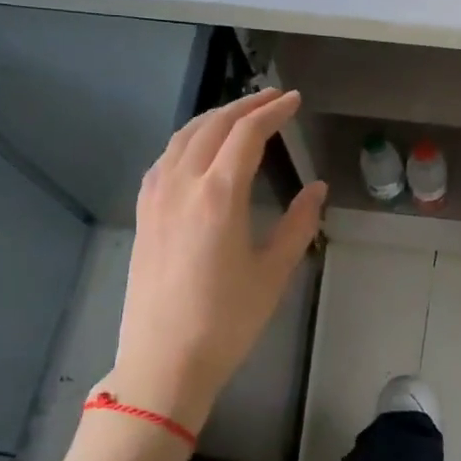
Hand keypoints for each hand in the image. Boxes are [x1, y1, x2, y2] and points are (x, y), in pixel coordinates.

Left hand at [103, 89, 327, 433]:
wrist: (164, 362)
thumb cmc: (227, 320)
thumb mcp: (274, 272)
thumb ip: (299, 223)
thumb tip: (317, 188)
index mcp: (219, 195)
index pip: (247, 134)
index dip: (273, 111)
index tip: (294, 100)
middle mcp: (183, 185)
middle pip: (212, 126)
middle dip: (245, 106)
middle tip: (273, 98)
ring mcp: (157, 198)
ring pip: (182, 138)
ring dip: (213, 118)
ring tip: (239, 115)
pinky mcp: (143, 215)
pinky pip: (164, 160)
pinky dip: (186, 141)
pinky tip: (196, 150)